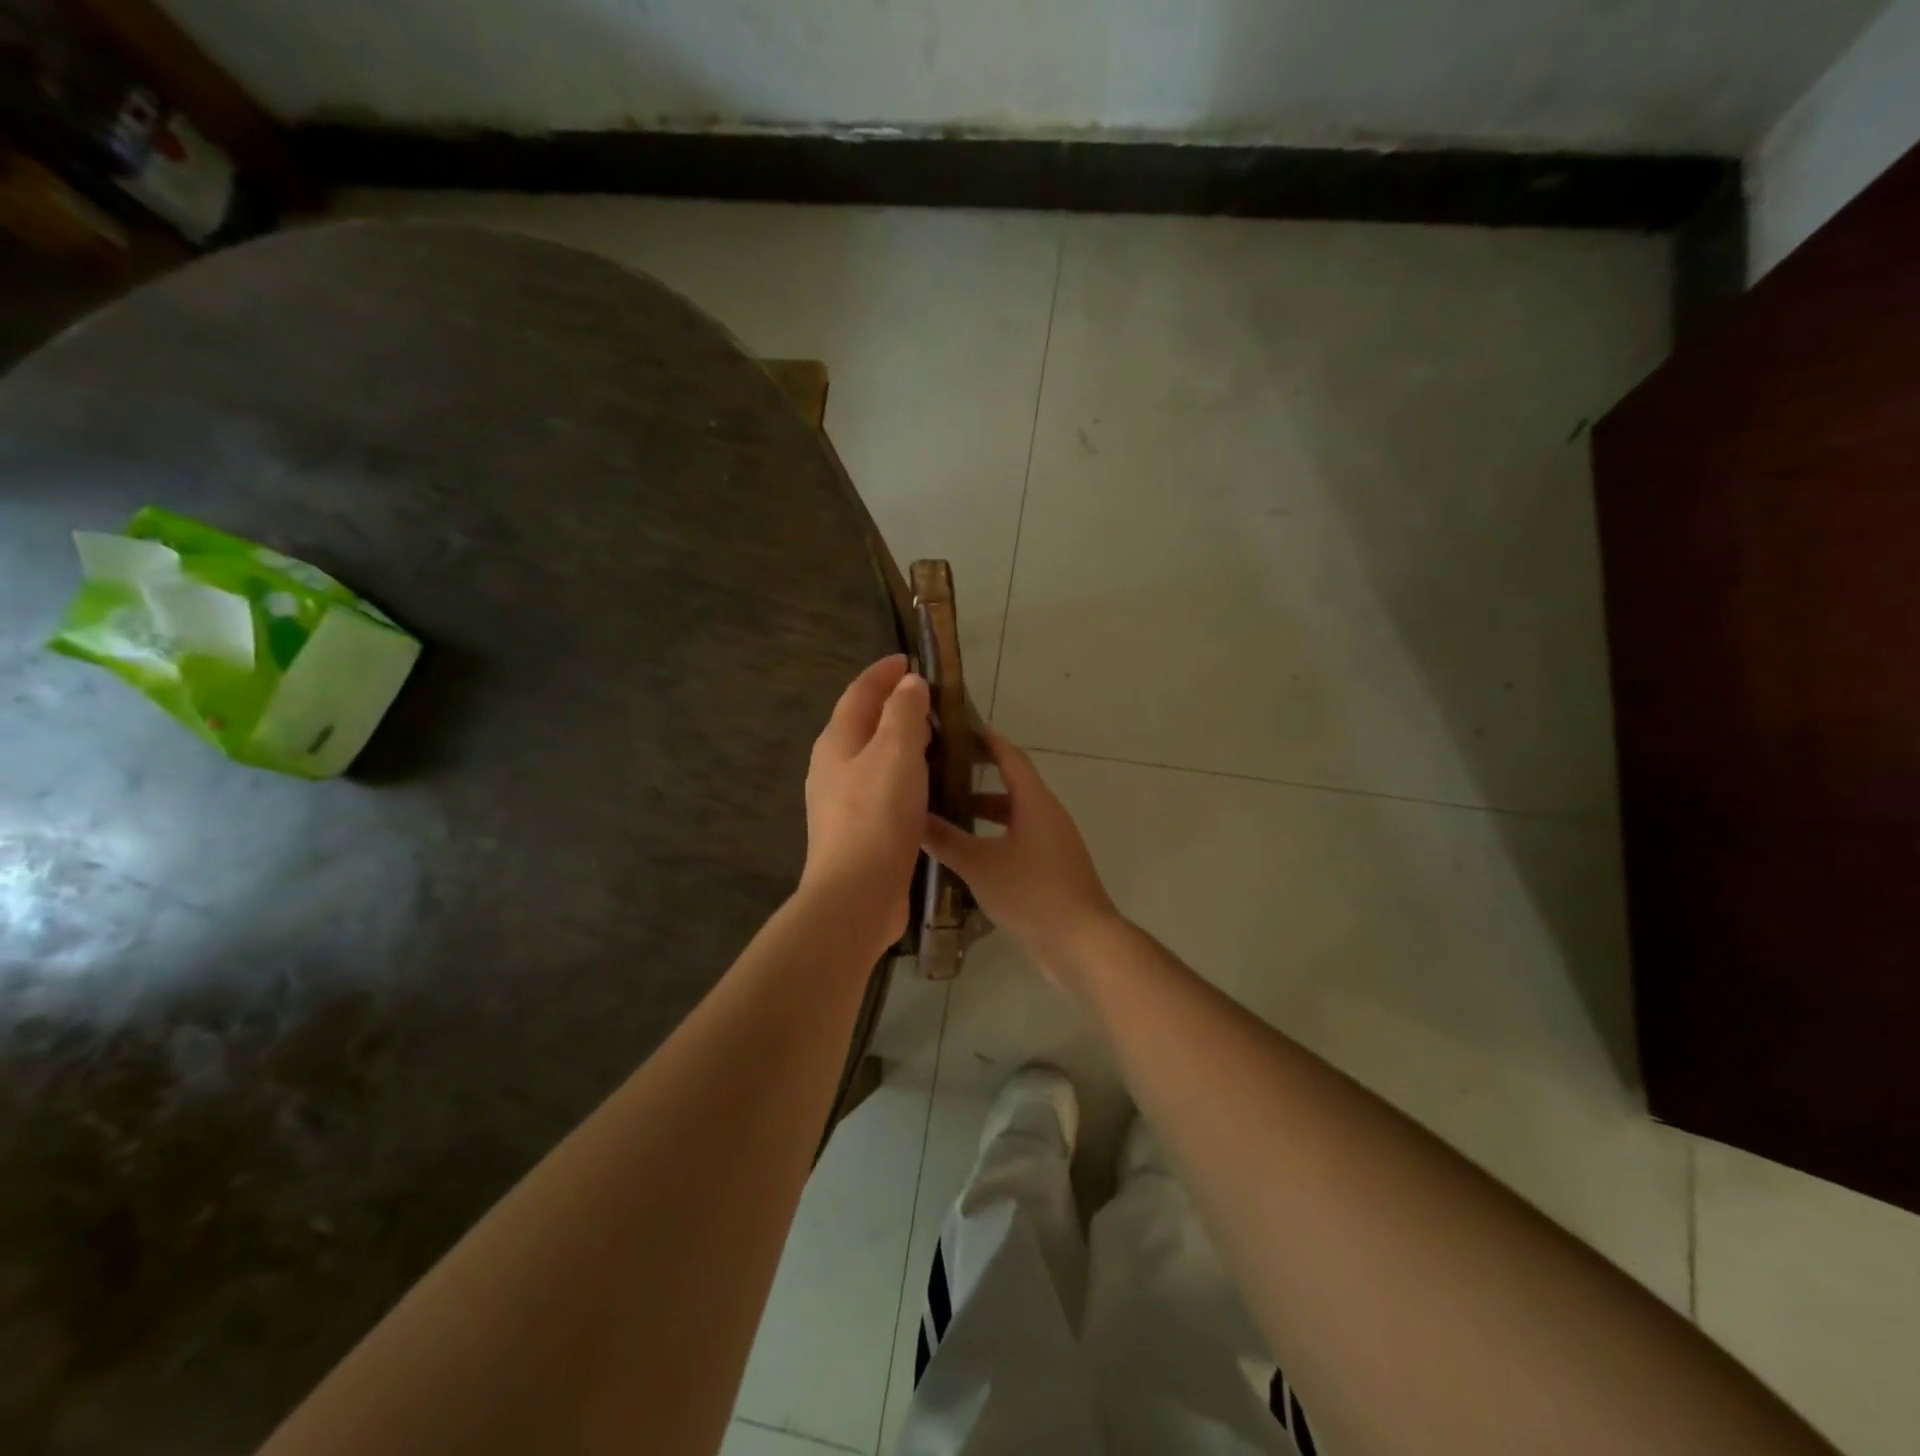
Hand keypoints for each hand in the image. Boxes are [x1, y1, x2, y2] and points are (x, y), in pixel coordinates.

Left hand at [800, 655, 931, 951]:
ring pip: (873, 757)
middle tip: (933, 699)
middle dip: (894, 705)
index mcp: (837, 741)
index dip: (883, 672)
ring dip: (900, 741)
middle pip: (863, 722)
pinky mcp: (858, 829)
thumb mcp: (895, 752)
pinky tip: (928, 785)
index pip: (859, 692)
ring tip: (936, 738)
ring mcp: (842, 800)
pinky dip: (904, 774)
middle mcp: (833, 766)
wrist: (856, 894)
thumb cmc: (877, 816)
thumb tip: (908, 683)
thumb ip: (904, 712)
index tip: (911, 659)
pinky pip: (882, 786)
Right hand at [922, 728, 1118, 977]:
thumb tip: (910, 816)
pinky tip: (968, 854)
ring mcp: (1053, 842)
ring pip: (1013, 815)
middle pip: (1010, 784)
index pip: (1009, 756)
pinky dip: (993, 836)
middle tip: (939, 773)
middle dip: (975, 777)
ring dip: (983, 812)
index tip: (957, 728)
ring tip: (945, 814)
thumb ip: (945, 839)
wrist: (1081, 943)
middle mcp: (1047, 814)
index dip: (985, 740)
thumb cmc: (1031, 893)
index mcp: (1034, 802)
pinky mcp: (1052, 868)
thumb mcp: (979, 865)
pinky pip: (1019, 839)